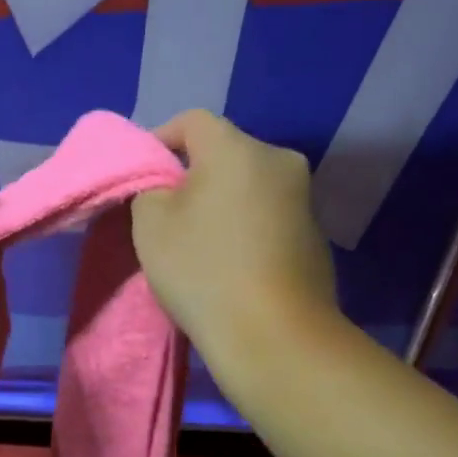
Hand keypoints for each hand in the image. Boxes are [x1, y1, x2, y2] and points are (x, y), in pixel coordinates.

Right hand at [131, 110, 338, 360]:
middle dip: (192, 174)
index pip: (192, 121)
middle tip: (165, 211)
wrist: (273, 335)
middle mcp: (279, 161)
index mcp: (238, 149)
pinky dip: (244, 226)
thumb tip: (165, 185)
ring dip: (220, 202)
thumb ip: (149, 188)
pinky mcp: (315, 236)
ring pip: (248, 185)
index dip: (160, 139)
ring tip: (197, 240)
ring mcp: (303, 199)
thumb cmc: (202, 269)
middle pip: (224, 152)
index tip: (142, 175)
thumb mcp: (151, 224)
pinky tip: (229, 263)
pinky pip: (267, 215)